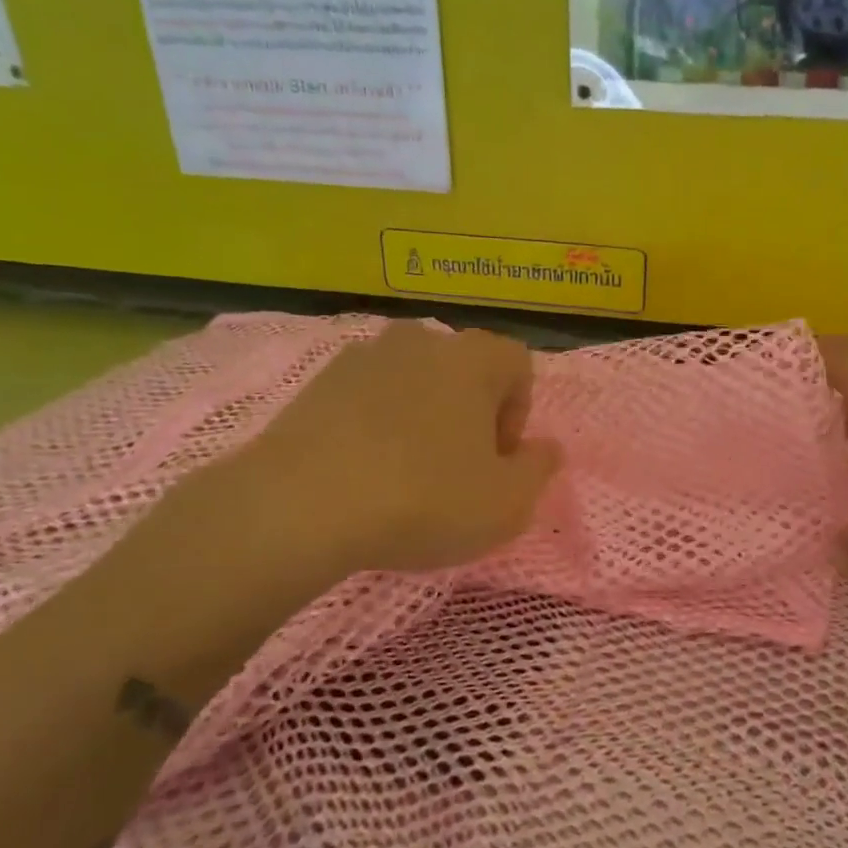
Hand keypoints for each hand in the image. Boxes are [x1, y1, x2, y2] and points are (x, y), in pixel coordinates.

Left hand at [172, 322, 562, 614]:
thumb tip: (546, 447)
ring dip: (422, 418)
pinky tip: (364, 472)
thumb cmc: (424, 499)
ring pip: (414, 382)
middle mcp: (421, 341)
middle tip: (458, 469)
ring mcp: (363, 357)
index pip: (517, 365)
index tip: (498, 459)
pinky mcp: (317, 383)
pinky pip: (367, 398)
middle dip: (470, 415)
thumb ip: (539, 469)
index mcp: (473, 358)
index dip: (518, 413)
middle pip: (464, 371)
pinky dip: (376, 425)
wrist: (300, 506)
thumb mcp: (507, 503)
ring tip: (406, 473)